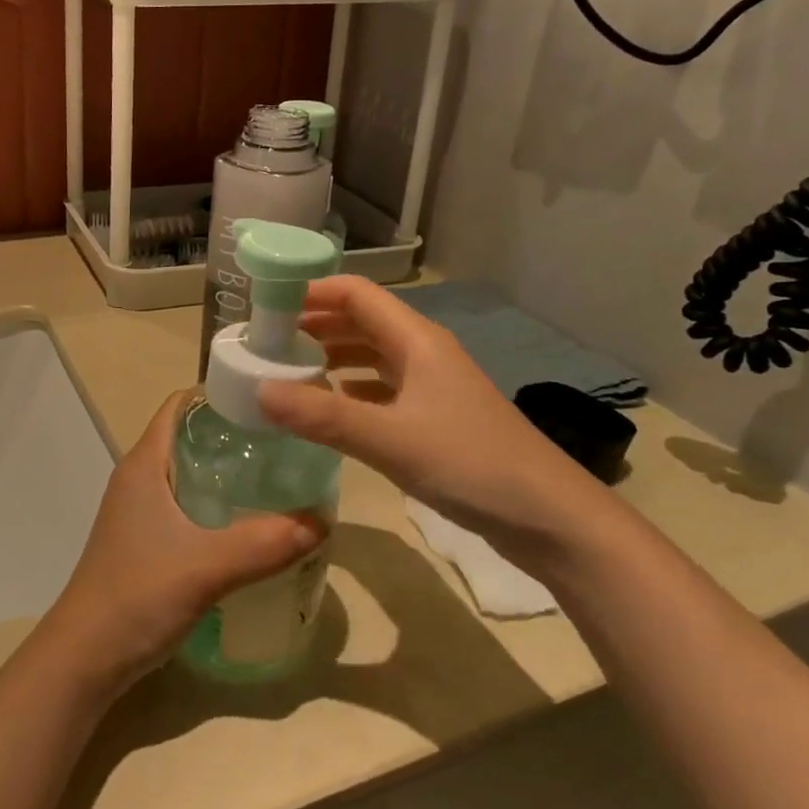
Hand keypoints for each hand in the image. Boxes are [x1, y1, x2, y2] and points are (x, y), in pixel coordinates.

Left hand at [40, 392, 323, 694]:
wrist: (85, 658)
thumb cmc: (137, 596)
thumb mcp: (207, 567)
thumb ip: (265, 543)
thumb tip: (323, 520)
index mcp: (144, 463)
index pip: (181, 404)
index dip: (221, 394)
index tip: (269, 402)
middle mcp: (139, 477)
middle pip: (190, 436)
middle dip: (235, 435)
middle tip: (287, 443)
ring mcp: (139, 510)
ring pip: (189, 473)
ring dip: (228, 472)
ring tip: (278, 479)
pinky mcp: (145, 540)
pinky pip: (187, 505)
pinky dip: (218, 504)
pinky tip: (250, 524)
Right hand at [258, 277, 612, 571]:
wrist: (549, 517)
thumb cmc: (470, 463)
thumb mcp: (389, 439)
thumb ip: (322, 415)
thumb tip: (259, 391)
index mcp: (416, 340)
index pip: (355, 294)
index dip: (311, 291)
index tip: (267, 306)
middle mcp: (423, 352)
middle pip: (361, 321)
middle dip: (314, 324)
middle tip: (266, 342)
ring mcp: (432, 385)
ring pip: (372, 355)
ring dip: (331, 355)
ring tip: (287, 370)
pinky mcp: (436, 416)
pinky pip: (383, 388)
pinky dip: (351, 388)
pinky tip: (329, 405)